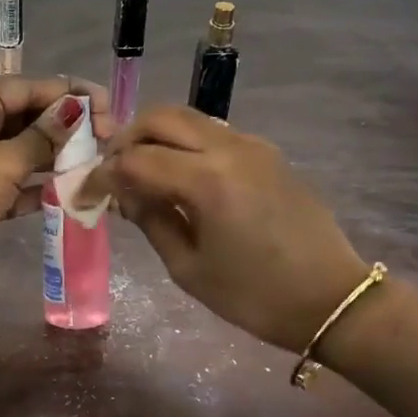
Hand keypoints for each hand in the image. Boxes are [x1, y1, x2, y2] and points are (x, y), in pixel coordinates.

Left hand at [0, 75, 109, 292]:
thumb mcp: (3, 160)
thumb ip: (44, 137)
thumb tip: (76, 111)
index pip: (28, 87)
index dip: (70, 95)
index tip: (109, 107)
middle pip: (27, 118)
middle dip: (67, 128)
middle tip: (109, 139)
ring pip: (24, 153)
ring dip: (57, 159)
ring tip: (98, 164)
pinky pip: (16, 185)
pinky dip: (40, 188)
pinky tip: (72, 192)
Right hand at [81, 106, 369, 350]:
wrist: (332, 299)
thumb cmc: (255, 296)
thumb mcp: (189, 269)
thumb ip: (152, 221)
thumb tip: (127, 194)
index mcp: (207, 180)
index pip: (136, 160)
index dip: (103, 176)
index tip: (85, 194)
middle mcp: (229, 148)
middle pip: (161, 118)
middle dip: (126, 140)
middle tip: (113, 173)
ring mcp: (252, 146)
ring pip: (188, 118)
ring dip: (156, 137)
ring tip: (142, 174)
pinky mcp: (267, 153)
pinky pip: (213, 133)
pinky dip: (184, 144)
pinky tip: (179, 177)